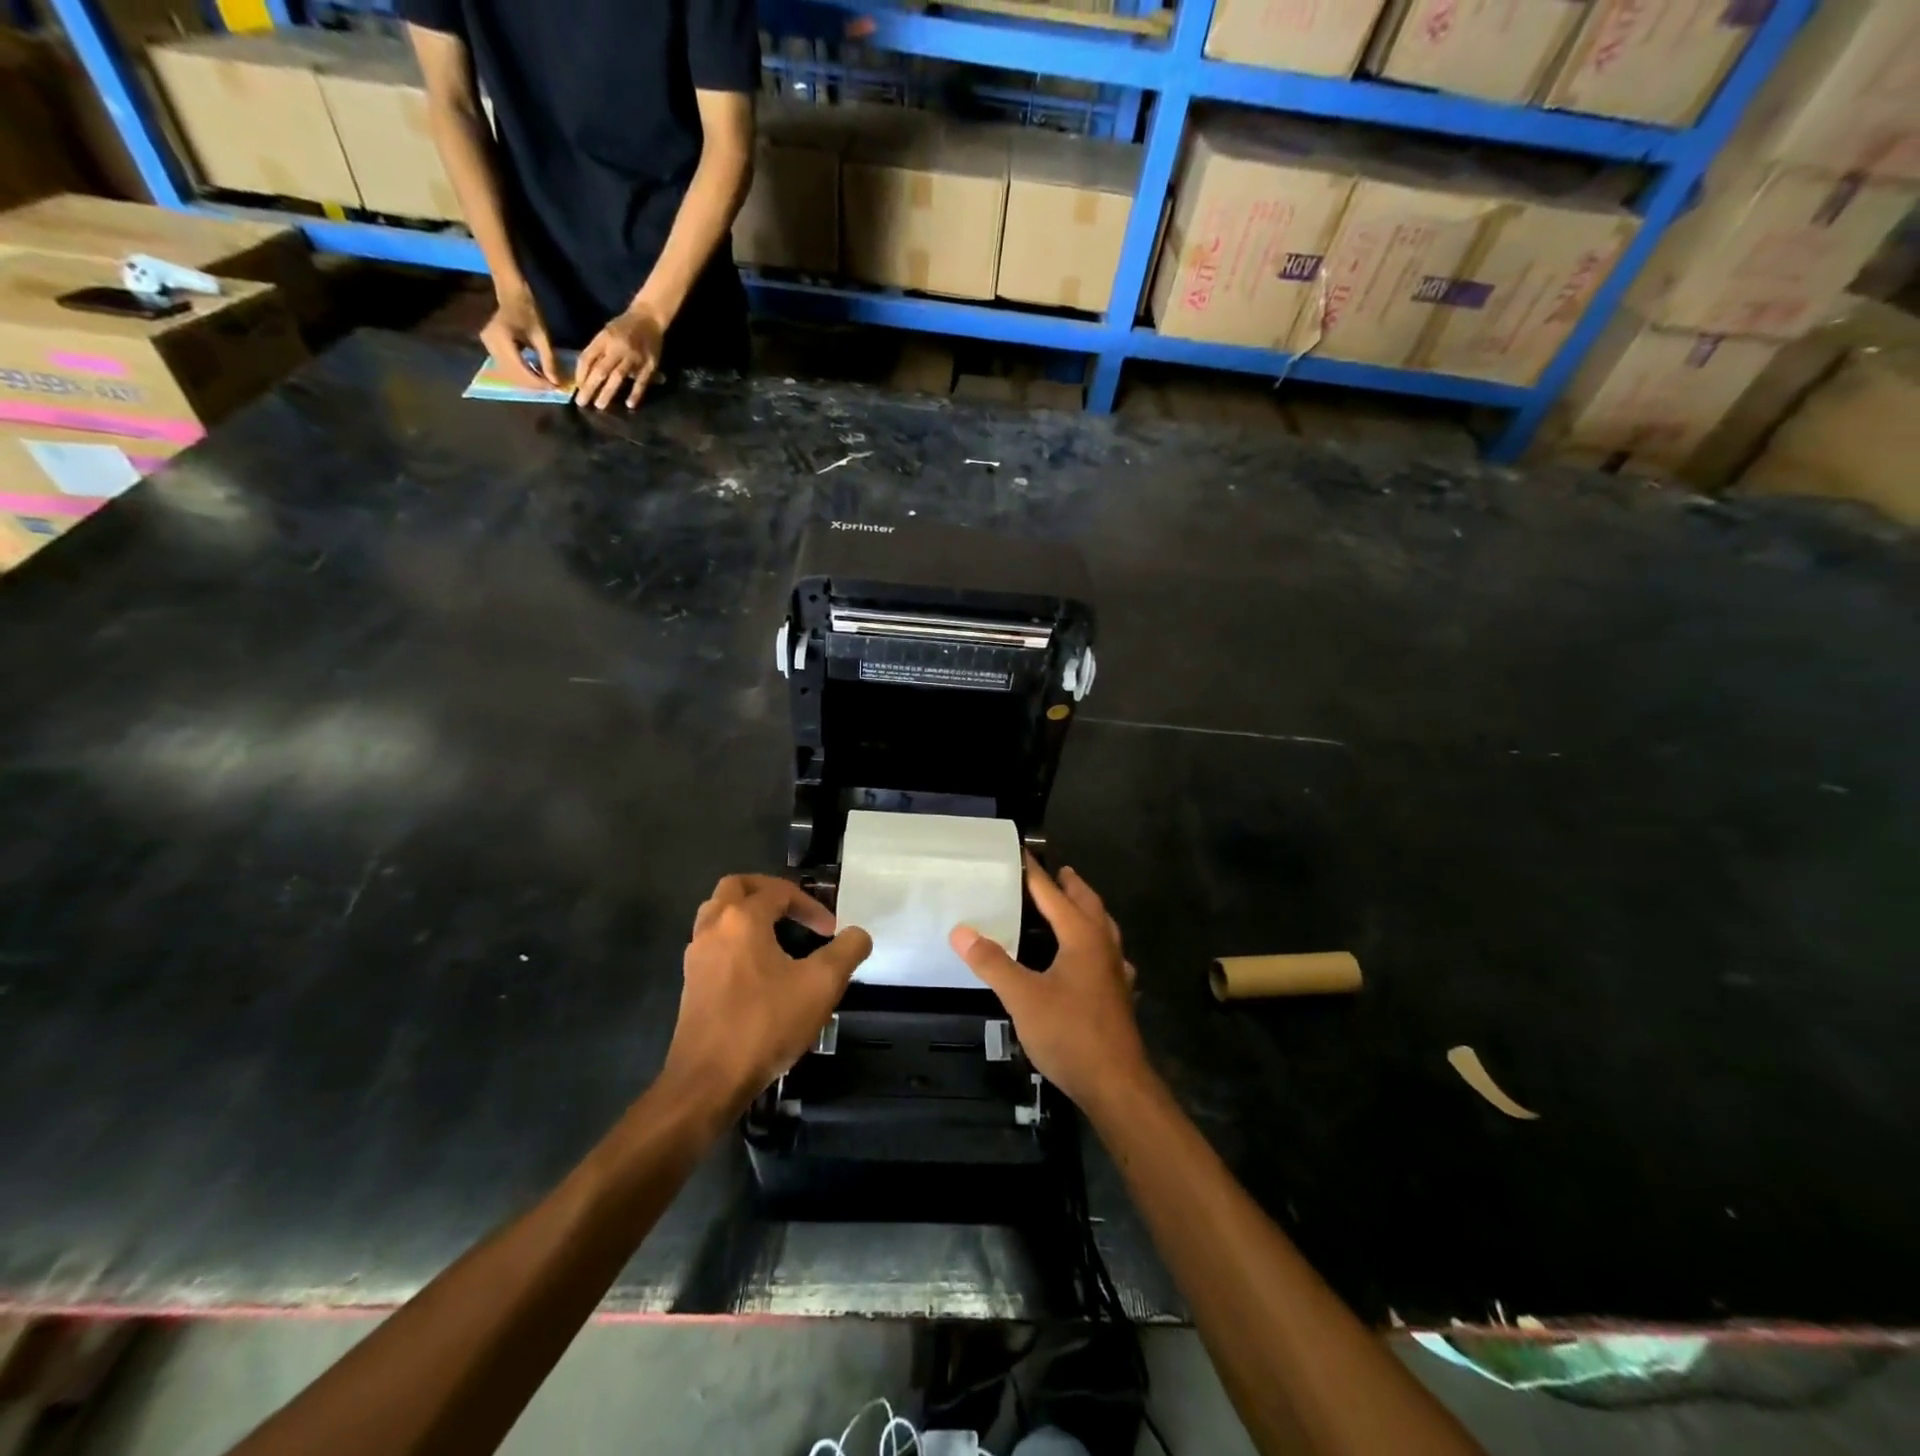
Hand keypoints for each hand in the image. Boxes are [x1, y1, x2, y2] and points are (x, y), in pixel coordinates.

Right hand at [479, 286, 559, 391]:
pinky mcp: (491, 347)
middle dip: (534, 383)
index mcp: (501, 339)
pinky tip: (536, 372)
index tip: (555, 388)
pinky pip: (508, 366)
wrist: (511, 292)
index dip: (538, 382)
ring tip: (546, 381)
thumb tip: (556, 383)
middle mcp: (490, 344)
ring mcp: (488, 346)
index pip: (520, 370)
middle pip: (514, 375)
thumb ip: (548, 360)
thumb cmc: (528, 310)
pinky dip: (523, 372)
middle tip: (552, 386)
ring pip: (510, 373)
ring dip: (528, 380)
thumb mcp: (541, 336)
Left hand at [575, 305, 665, 410]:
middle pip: (600, 370)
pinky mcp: (649, 364)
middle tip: (582, 403)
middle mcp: (617, 347)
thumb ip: (599, 351)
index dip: (580, 374)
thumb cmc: (625, 327)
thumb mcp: (607, 332)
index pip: (587, 358)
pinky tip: (629, 405)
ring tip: (600, 406)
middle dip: (590, 387)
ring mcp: (633, 357)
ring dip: (607, 392)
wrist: (648, 317)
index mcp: (604, 338)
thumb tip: (586, 373)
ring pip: (617, 377)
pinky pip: (641, 381)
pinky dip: (635, 393)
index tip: (577, 388)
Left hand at [662, 875, 871, 1115]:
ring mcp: (696, 955)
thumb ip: (847, 951)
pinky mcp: (691, 981)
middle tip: (795, 910)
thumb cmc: (766, 1024)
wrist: (708, 1081)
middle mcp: (713, 927)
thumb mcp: (822, 985)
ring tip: (776, 933)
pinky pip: (713, 941)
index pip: (779, 892)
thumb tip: (858, 934)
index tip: (831, 930)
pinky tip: (758, 966)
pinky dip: (735, 938)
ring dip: (748, 913)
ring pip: (718, 912)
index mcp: (742, 919)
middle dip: (770, 892)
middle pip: (737, 887)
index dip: (810, 905)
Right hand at [950, 859, 1147, 1111]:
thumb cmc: (1069, 1033)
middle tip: (1055, 873)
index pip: (1054, 894)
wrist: (1116, 1083)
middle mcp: (1104, 946)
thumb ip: (992, 962)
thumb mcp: (1023, 997)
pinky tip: (1090, 960)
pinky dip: (1097, 945)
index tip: (1022, 854)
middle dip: (1071, 886)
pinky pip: (1109, 956)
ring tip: (1071, 907)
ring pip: (1104, 928)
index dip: (1036, 874)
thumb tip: (960, 931)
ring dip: (1088, 912)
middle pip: (1089, 904)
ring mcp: (1116, 971)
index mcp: (1082, 937)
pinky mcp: (1119, 995)